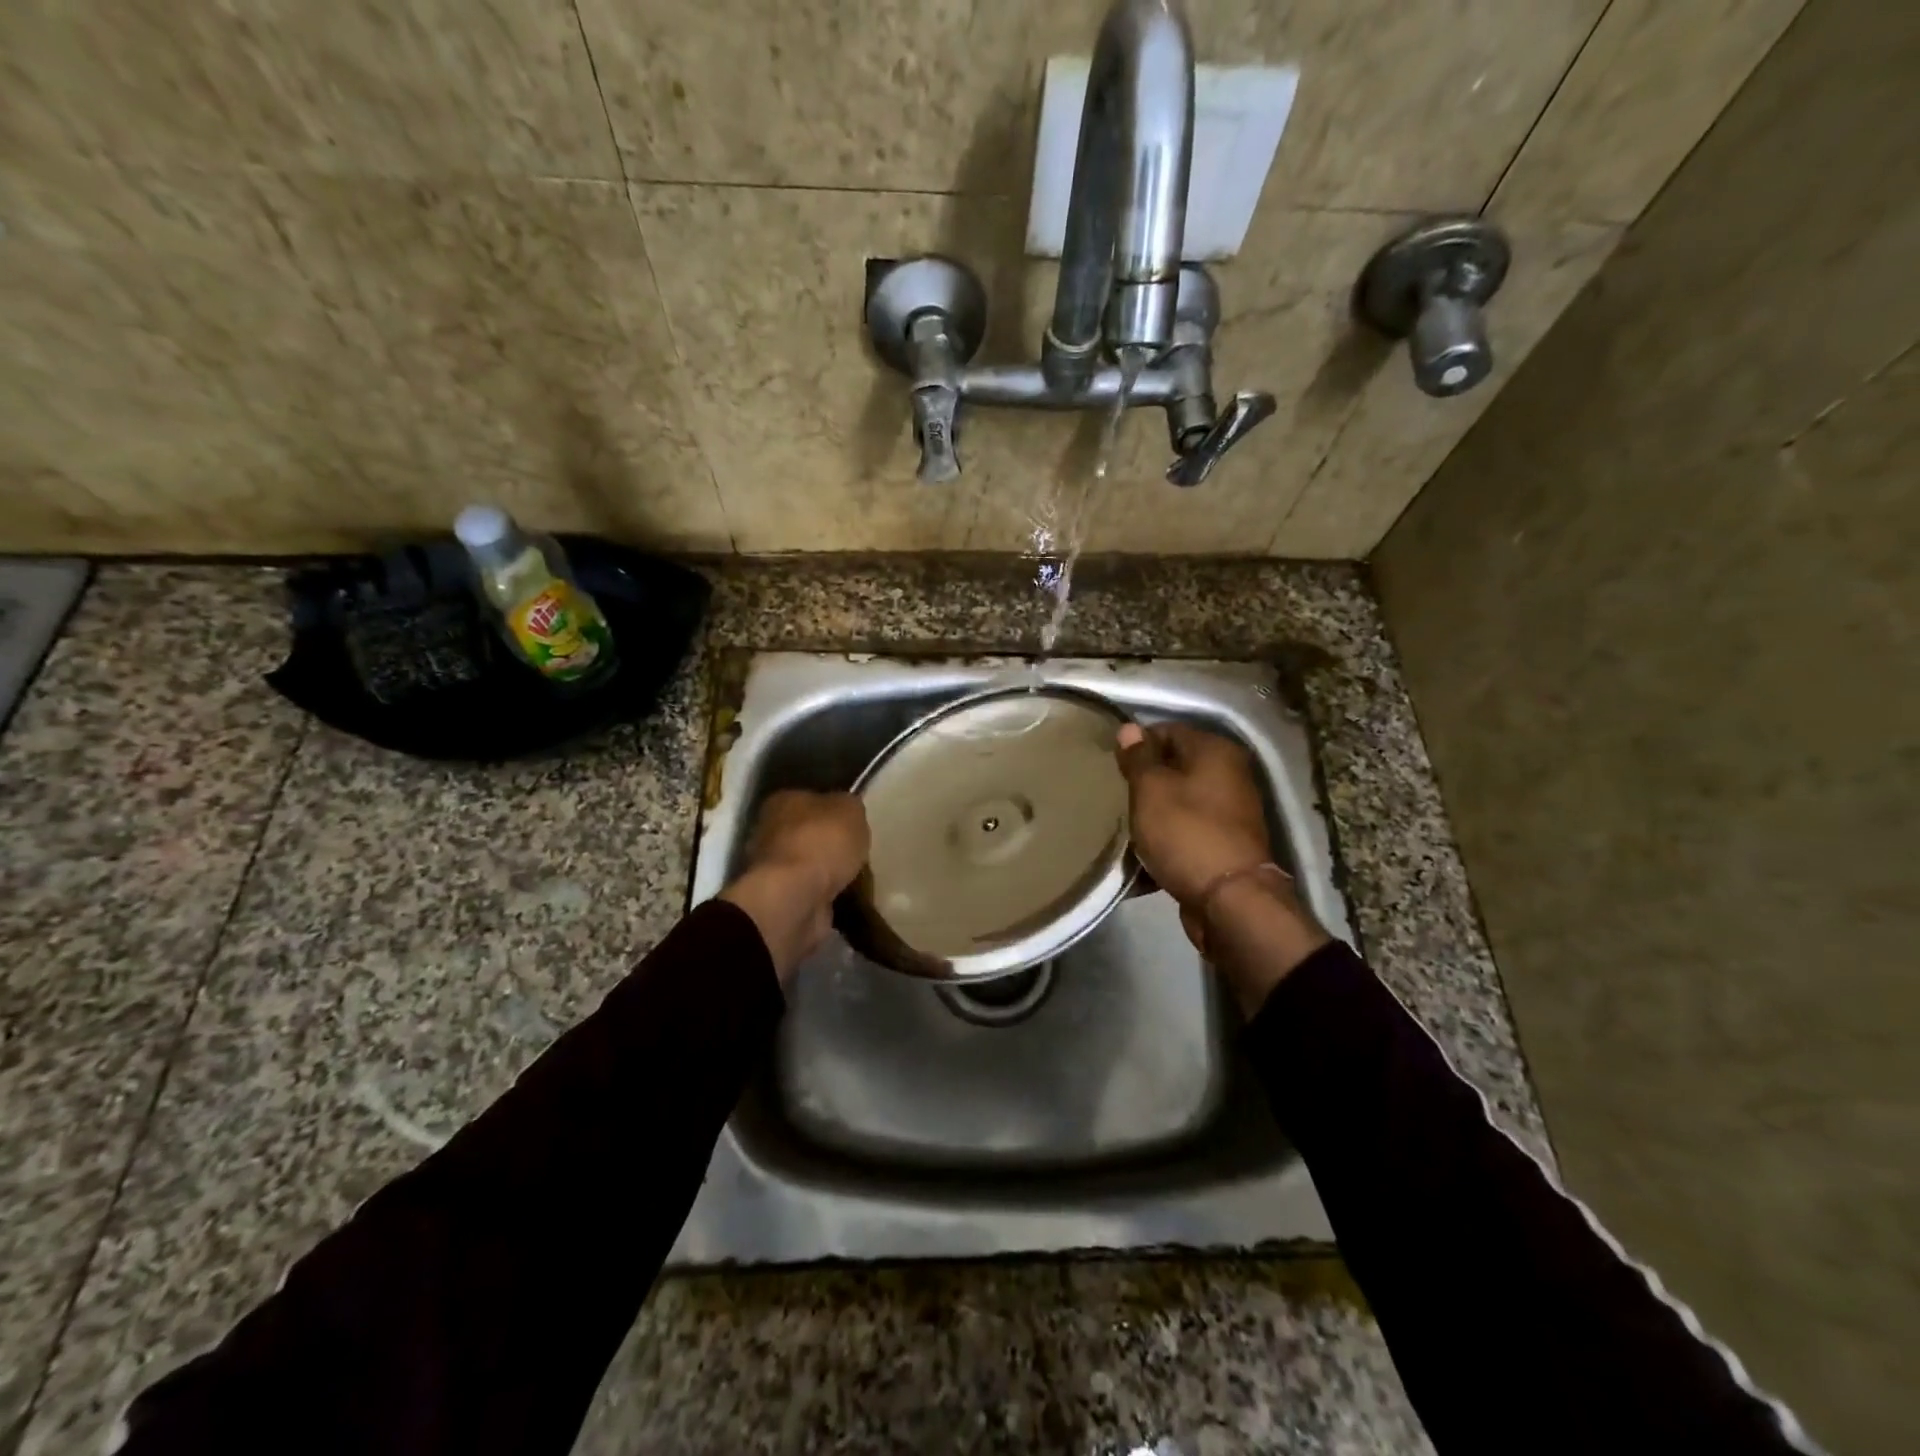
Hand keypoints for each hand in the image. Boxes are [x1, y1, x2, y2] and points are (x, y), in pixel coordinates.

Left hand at [719, 790, 869, 982]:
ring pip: (809, 865)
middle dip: (830, 844)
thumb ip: (850, 807)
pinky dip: (826, 895)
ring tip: (858, 878)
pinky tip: (846, 897)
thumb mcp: (851, 810)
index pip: (811, 799)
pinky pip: (811, 892)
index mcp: (783, 801)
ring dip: (828, 872)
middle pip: (808, 833)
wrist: (795, 898)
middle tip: (857, 852)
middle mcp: (770, 831)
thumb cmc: (821, 843)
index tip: (853, 823)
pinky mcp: (780, 899)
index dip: (834, 810)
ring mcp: (773, 868)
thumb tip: (848, 813)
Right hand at [1115, 722, 1272, 905]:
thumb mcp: (1151, 790)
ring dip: (1152, 814)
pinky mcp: (1223, 845)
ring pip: (1179, 803)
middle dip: (1144, 783)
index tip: (1112, 766)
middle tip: (1116, 796)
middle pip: (1175, 768)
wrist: (1229, 901)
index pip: (1168, 730)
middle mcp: (1229, 775)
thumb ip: (1138, 758)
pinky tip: (1141, 855)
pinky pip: (1185, 833)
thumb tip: (1130, 728)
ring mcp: (1230, 813)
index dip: (1137, 745)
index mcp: (1215, 752)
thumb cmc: (1186, 833)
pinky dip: (1165, 841)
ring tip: (1124, 827)